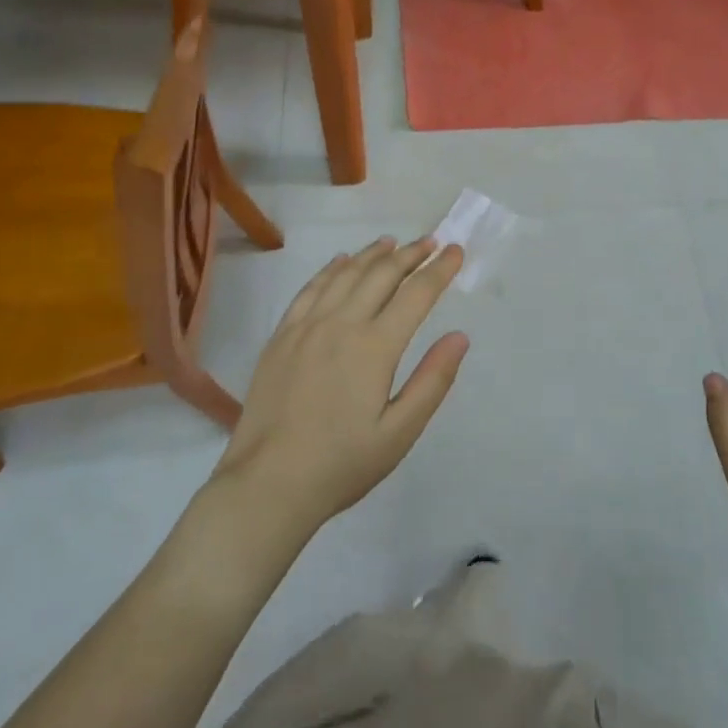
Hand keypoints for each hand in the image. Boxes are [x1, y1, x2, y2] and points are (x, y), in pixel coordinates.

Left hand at [212, 237, 468, 540]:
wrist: (267, 485)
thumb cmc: (341, 464)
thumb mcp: (400, 433)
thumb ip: (432, 381)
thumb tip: (460, 336)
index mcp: (375, 347)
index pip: (416, 294)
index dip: (440, 270)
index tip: (456, 251)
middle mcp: (342, 324)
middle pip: (382, 274)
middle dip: (411, 254)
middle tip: (431, 242)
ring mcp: (307, 326)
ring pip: (346, 274)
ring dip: (373, 254)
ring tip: (393, 242)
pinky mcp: (282, 336)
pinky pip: (310, 288)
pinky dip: (332, 269)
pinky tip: (341, 262)